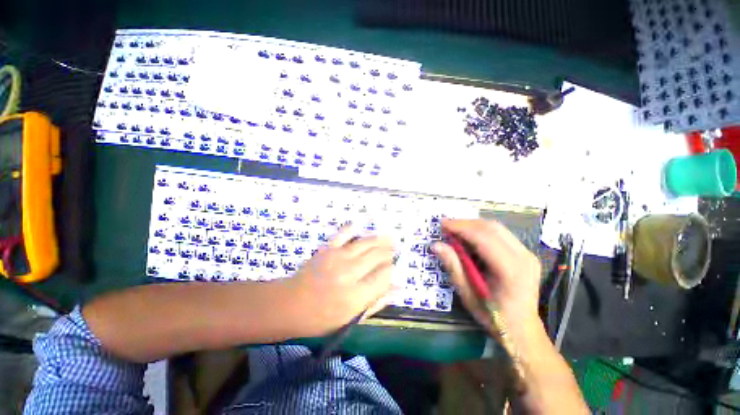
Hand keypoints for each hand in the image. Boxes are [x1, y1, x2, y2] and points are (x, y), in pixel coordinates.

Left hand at [286, 226, 394, 336]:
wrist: (290, 304)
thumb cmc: (321, 317)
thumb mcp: (351, 318)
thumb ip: (377, 302)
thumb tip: (397, 288)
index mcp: (356, 296)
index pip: (384, 276)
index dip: (392, 270)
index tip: (393, 268)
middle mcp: (349, 273)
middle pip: (377, 256)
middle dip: (388, 252)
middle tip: (394, 249)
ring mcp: (337, 257)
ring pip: (365, 243)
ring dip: (379, 239)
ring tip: (388, 237)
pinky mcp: (327, 249)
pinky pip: (343, 233)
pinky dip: (352, 228)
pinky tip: (360, 227)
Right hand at [432, 219, 542, 337]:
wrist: (523, 329)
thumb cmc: (493, 316)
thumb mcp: (468, 294)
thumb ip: (453, 266)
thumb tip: (436, 245)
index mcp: (511, 270)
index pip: (483, 238)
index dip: (461, 228)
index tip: (442, 224)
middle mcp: (524, 257)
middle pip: (491, 228)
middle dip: (465, 223)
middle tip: (446, 226)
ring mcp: (528, 254)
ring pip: (497, 228)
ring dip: (473, 225)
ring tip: (455, 230)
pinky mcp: (526, 253)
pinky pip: (501, 234)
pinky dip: (482, 231)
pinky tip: (470, 237)